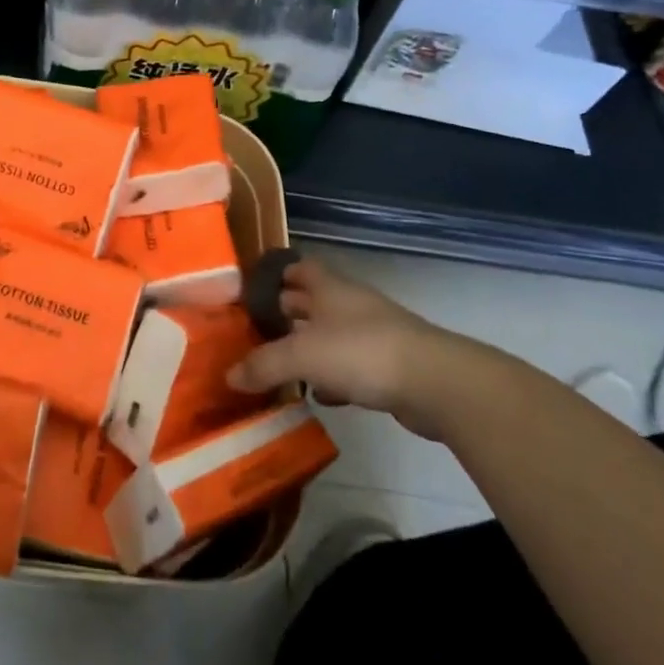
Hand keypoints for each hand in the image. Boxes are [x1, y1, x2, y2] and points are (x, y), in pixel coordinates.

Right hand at [225, 258, 491, 439]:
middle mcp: (350, 304)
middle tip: (255, 330)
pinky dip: (332, 378)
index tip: (252, 289)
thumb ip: (264, 364)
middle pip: (312, 301)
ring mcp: (373, 335)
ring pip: (330, 335)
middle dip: (286, 312)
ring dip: (308, 348)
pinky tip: (318, 396)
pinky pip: (350, 368)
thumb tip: (229, 376)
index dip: (277, 274)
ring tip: (278, 365)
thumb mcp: (303, 356)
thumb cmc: (362, 352)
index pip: (299, 268)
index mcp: (329, 288)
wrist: (435, 382)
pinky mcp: (389, 367)